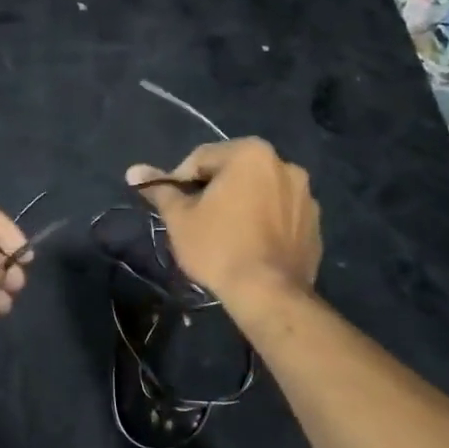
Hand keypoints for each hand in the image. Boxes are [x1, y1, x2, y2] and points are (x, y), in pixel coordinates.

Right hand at [127, 139, 320, 300]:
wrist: (269, 294)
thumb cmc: (218, 247)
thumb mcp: (180, 218)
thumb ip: (160, 190)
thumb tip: (133, 172)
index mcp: (251, 154)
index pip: (201, 158)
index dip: (180, 181)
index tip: (173, 207)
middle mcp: (285, 164)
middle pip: (234, 172)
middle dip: (213, 191)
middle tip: (196, 221)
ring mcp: (305, 195)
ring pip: (259, 192)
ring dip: (241, 204)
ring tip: (224, 234)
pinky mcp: (315, 223)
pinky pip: (280, 214)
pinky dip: (263, 221)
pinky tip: (250, 245)